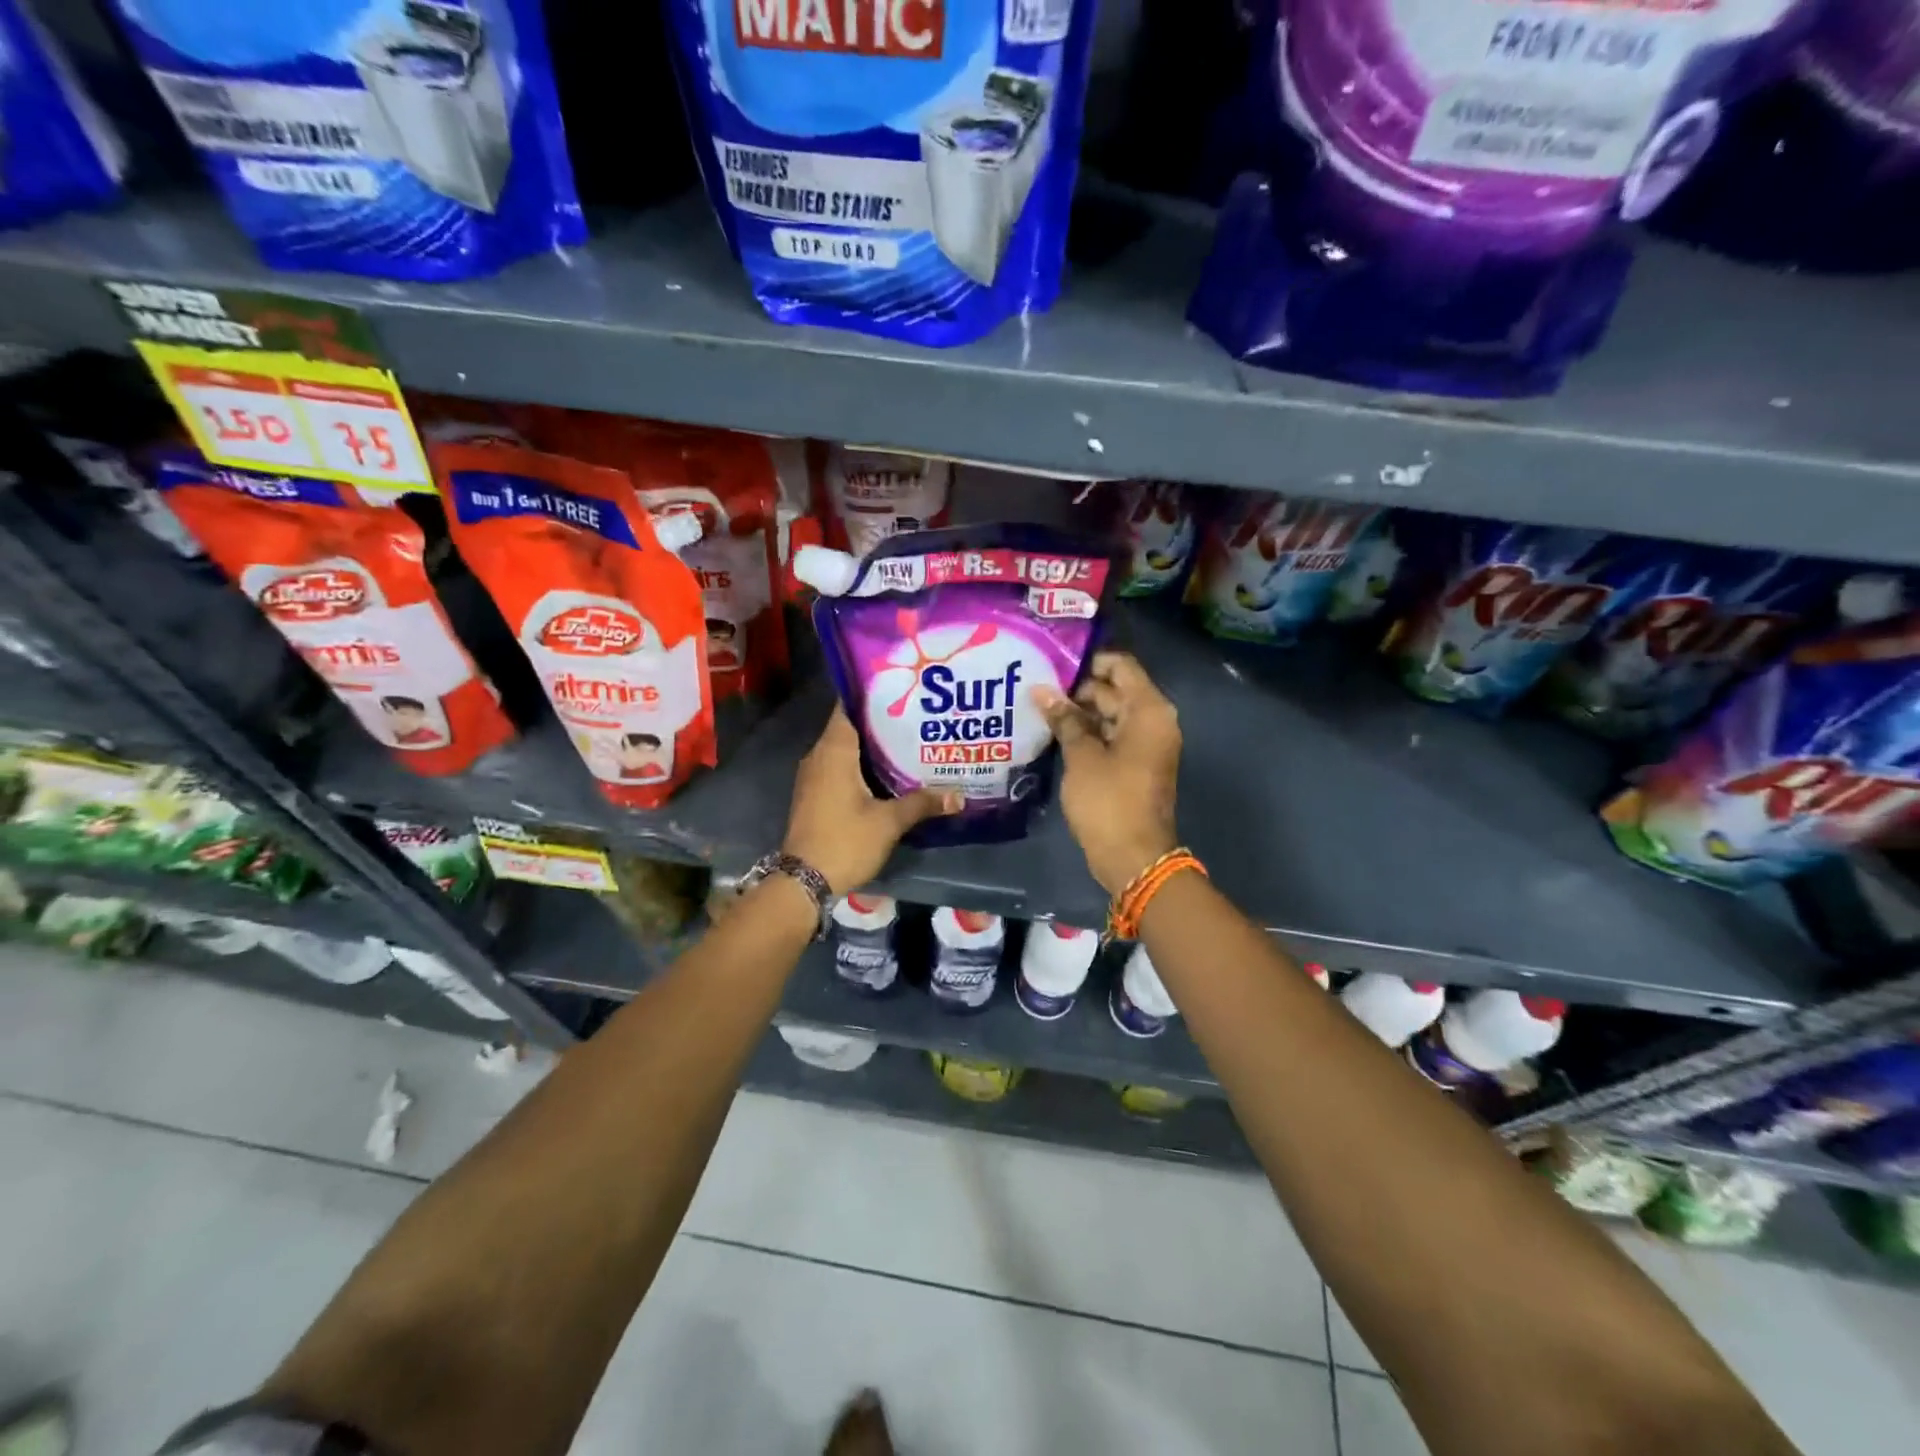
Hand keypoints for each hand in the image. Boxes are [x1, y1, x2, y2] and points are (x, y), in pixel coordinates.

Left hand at [783, 708, 961, 895]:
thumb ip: (922, 803)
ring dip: (874, 744)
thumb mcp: (889, 822)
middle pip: (851, 726)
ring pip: (846, 748)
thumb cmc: (845, 841)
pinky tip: (890, 771)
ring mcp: (815, 776)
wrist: (804, 882)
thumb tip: (959, 795)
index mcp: (834, 751)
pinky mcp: (816, 793)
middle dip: (882, 720)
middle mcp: (820, 756)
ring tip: (910, 738)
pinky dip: (863, 764)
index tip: (901, 686)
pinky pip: (841, 766)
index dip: (873, 694)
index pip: (849, 706)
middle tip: (917, 713)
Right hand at [1034, 651, 1181, 895]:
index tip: (1053, 664)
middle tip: (1036, 686)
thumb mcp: (1082, 756)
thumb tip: (1042, 690)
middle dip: (1077, 689)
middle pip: (1114, 690)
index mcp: (1149, 711)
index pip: (1121, 666)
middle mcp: (1153, 721)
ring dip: (1079, 713)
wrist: (1133, 857)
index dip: (1088, 661)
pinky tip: (1054, 733)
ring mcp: (1145, 745)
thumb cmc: (1109, 801)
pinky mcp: (1134, 765)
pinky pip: (1111, 737)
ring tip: (1038, 707)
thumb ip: (1064, 719)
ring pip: (1110, 715)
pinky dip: (1087, 734)